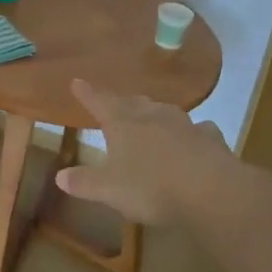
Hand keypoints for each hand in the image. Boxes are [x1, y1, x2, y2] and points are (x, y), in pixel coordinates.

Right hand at [55, 78, 250, 226]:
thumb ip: (85, 182)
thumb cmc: (151, 187)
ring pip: (164, 112)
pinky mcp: (209, 139)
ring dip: (154, 113)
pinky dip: (191, 132)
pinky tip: (195, 136)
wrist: (210, 190)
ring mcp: (183, 124)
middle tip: (114, 103)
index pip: (99, 102)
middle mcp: (151, 116)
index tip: (77, 81)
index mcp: (123, 124)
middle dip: (120, 103)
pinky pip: (197, 130)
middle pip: (132, 103)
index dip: (87, 93)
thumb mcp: (109, 190)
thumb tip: (60, 176)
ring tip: (149, 116)